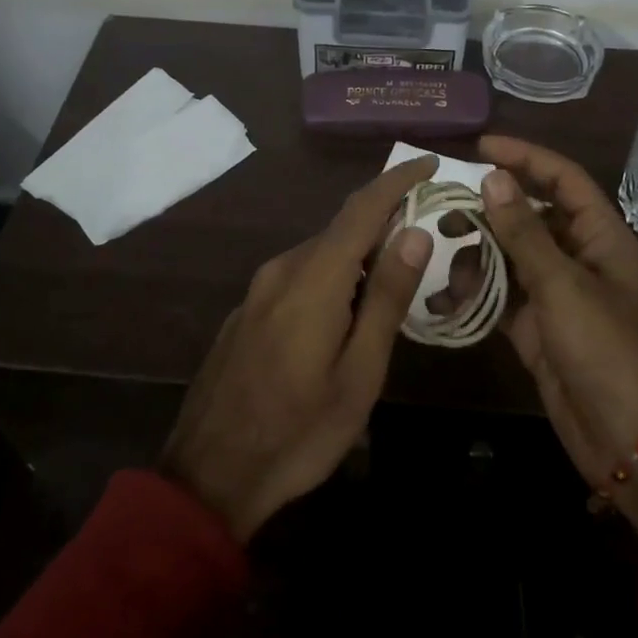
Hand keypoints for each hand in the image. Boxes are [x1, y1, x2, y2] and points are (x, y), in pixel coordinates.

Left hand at [158, 154, 438, 541]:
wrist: (208, 476)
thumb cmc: (298, 432)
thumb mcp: (359, 374)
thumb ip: (387, 298)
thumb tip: (414, 232)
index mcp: (314, 278)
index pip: (362, 208)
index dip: (397, 180)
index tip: (429, 162)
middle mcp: (282, 268)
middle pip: (342, 229)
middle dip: (384, 222)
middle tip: (427, 236)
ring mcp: (259, 289)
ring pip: (320, 254)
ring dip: (359, 255)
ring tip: (394, 280)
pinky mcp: (247, 310)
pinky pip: (299, 276)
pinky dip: (333, 277)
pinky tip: (346, 313)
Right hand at [478, 136, 637, 542]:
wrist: (627, 441)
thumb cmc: (605, 351)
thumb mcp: (562, 286)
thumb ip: (524, 233)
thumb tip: (494, 177)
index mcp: (600, 237)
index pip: (563, 179)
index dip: (526, 156)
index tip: (480, 147)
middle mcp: (578, 256)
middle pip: (531, 213)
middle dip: (491, 205)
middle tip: (446, 201)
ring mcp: (556, 292)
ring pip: (511, 252)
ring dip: (478, 247)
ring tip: (441, 245)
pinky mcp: (536, 325)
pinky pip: (501, 293)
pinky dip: (476, 288)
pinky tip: (447, 290)